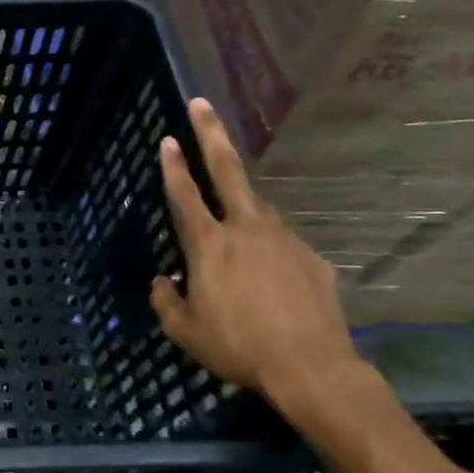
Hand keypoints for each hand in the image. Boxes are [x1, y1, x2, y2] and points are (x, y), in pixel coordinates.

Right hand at [151, 98, 359, 406]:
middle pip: (227, 171)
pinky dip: (269, 244)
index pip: (184, 195)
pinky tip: (268, 269)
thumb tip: (162, 281)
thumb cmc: (237, 347)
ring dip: (243, 198)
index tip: (166, 138)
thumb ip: (166, 300)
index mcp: (209, 245)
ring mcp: (283, 240)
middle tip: (201, 104)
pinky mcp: (311, 257)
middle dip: (211, 135)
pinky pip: (282, 241)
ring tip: (234, 211)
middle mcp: (246, 230)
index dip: (172, 166)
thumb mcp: (184, 330)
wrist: (311, 368)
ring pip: (259, 207)